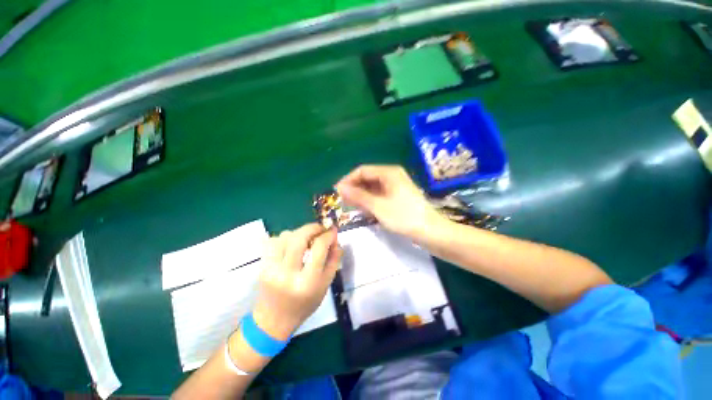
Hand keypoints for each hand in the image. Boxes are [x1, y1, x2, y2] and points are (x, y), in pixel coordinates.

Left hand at [252, 223, 341, 339]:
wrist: (273, 320)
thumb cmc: (304, 304)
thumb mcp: (325, 285)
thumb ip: (333, 261)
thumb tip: (336, 239)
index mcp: (307, 282)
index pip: (318, 248)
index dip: (328, 235)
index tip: (333, 231)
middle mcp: (287, 273)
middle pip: (299, 237)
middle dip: (313, 227)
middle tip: (320, 229)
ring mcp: (271, 268)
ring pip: (285, 236)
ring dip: (299, 233)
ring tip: (306, 240)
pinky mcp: (262, 265)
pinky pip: (273, 241)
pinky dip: (285, 238)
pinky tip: (291, 245)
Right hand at [336, 165, 444, 241]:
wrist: (430, 231)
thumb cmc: (404, 217)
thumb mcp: (378, 206)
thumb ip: (358, 196)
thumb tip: (340, 188)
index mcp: (388, 172)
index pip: (362, 171)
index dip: (348, 180)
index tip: (337, 192)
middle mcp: (392, 175)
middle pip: (367, 178)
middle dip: (354, 188)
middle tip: (342, 201)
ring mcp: (395, 186)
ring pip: (372, 187)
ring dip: (361, 195)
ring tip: (350, 206)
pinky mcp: (397, 196)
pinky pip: (379, 194)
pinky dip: (370, 200)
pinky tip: (364, 209)